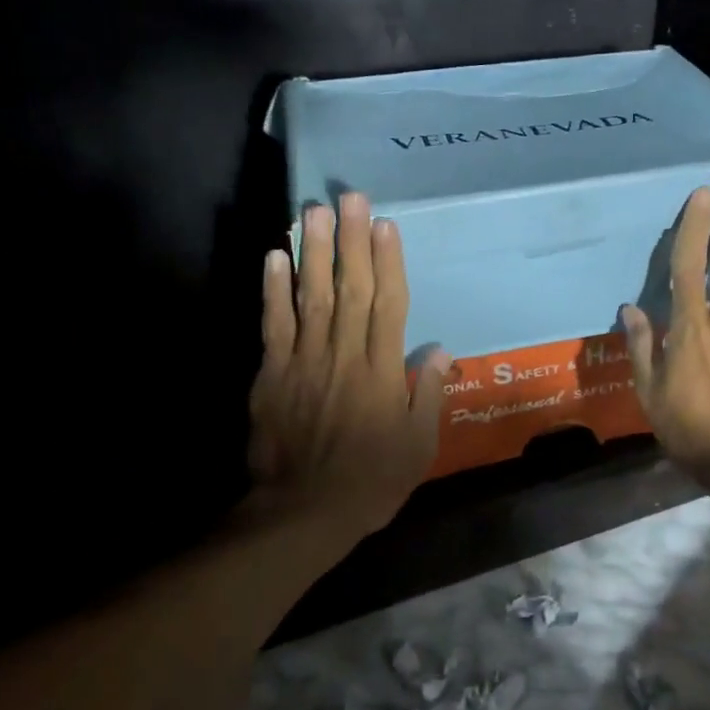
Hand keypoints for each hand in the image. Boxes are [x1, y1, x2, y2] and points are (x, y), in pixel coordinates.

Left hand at [248, 193, 452, 541]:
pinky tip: (274, 256)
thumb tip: (437, 349)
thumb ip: (426, 394)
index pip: (388, 305)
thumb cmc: (371, 481)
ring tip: (313, 210)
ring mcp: (304, 362)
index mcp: (382, 372)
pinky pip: (273, 325)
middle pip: (351, 289)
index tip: (385, 224)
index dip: (388, 262)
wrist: (303, 512)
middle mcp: (344, 356)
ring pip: (311, 297)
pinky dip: (273, 290)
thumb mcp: (418, 446)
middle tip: (350, 197)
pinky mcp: (272, 375)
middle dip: (351, 240)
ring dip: (313, 252)